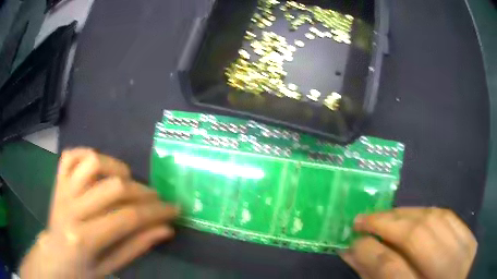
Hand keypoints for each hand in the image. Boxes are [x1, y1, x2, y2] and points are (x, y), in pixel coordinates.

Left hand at [20, 148, 178, 278]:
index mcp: (84, 238)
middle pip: (114, 188)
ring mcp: (62, 190)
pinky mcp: (58, 181)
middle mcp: (71, 208)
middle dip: (143, 193)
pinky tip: (100, 166)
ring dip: (117, 168)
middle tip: (156, 199)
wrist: (53, 256)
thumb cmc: (82, 268)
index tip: (174, 209)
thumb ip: (136, 246)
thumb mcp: (111, 267)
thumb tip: (166, 228)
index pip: (127, 218)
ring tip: (127, 182)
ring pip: (93, 162)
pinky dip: (89, 154)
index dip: (156, 212)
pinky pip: (72, 155)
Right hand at [340, 207, 476, 278]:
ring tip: (384, 215)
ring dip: (404, 213)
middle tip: (362, 220)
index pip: (391, 268)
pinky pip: (449, 217)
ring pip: (434, 219)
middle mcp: (447, 271)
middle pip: (416, 236)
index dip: (368, 251)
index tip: (353, 242)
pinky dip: (427, 212)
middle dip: (385, 224)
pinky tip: (412, 215)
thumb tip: (353, 253)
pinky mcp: (472, 240)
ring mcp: (465, 252)